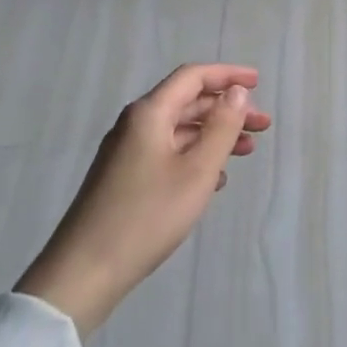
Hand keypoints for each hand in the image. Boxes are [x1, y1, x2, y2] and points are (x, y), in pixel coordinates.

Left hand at [15, 63, 268, 334]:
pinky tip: (215, 179)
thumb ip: (221, 127)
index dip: (227, 75)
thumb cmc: (147, 216)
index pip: (192, 77)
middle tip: (262, 125)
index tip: (258, 82)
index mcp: (149, 113)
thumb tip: (236, 92)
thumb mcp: (196, 171)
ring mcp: (126, 152)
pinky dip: (195, 156)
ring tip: (247, 151)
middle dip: (227, 109)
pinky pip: (167, 152)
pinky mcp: (124, 178)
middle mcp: (135, 124)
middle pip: (187, 102)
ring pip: (179, 130)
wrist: (84, 272)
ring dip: (214, 135)